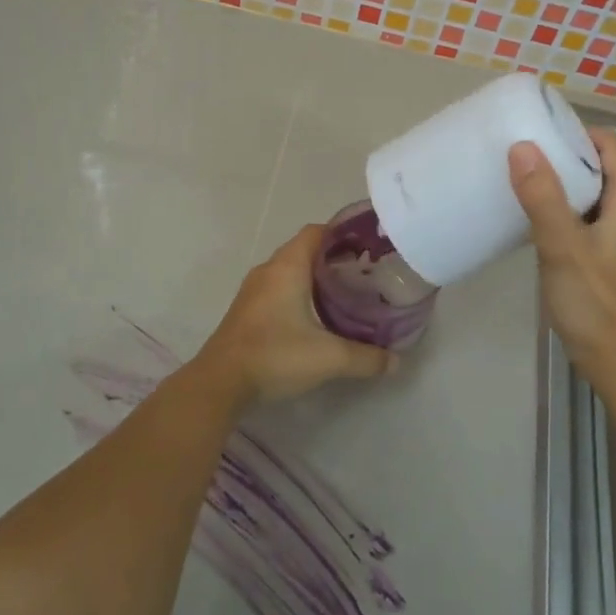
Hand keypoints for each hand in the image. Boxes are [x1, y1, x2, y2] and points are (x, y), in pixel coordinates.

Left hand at [197, 224, 395, 406]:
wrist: (220, 382)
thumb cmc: (275, 355)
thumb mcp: (328, 358)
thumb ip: (366, 358)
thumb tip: (396, 362)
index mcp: (288, 266)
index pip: (316, 231)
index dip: (342, 233)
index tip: (367, 245)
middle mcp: (269, 270)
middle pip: (304, 249)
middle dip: (333, 256)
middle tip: (362, 272)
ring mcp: (253, 290)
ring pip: (289, 269)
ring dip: (313, 275)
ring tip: (342, 292)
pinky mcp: (246, 309)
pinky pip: (277, 287)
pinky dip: (297, 291)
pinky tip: (313, 315)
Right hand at [509, 128, 615, 372]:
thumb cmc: (595, 301)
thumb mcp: (562, 245)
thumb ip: (542, 196)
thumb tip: (522, 146)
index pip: (609, 146)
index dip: (576, 134)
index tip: (538, 133)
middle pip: (603, 168)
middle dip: (565, 159)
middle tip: (522, 156)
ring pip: (596, 195)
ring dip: (565, 187)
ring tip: (524, 182)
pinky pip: (593, 219)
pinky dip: (569, 212)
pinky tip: (539, 221)